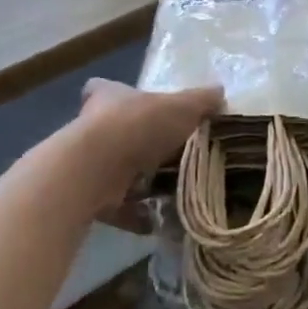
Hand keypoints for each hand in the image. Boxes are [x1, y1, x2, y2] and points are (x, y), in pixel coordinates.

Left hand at [72, 79, 223, 217]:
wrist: (97, 170)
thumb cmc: (138, 126)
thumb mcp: (181, 107)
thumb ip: (201, 101)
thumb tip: (219, 92)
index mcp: (108, 98)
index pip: (102, 89)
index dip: (117, 95)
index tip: (135, 108)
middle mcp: (92, 128)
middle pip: (113, 132)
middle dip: (138, 144)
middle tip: (170, 156)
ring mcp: (88, 163)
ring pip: (114, 170)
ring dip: (138, 181)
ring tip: (171, 191)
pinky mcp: (89, 195)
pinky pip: (116, 205)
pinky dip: (135, 214)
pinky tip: (159, 219)